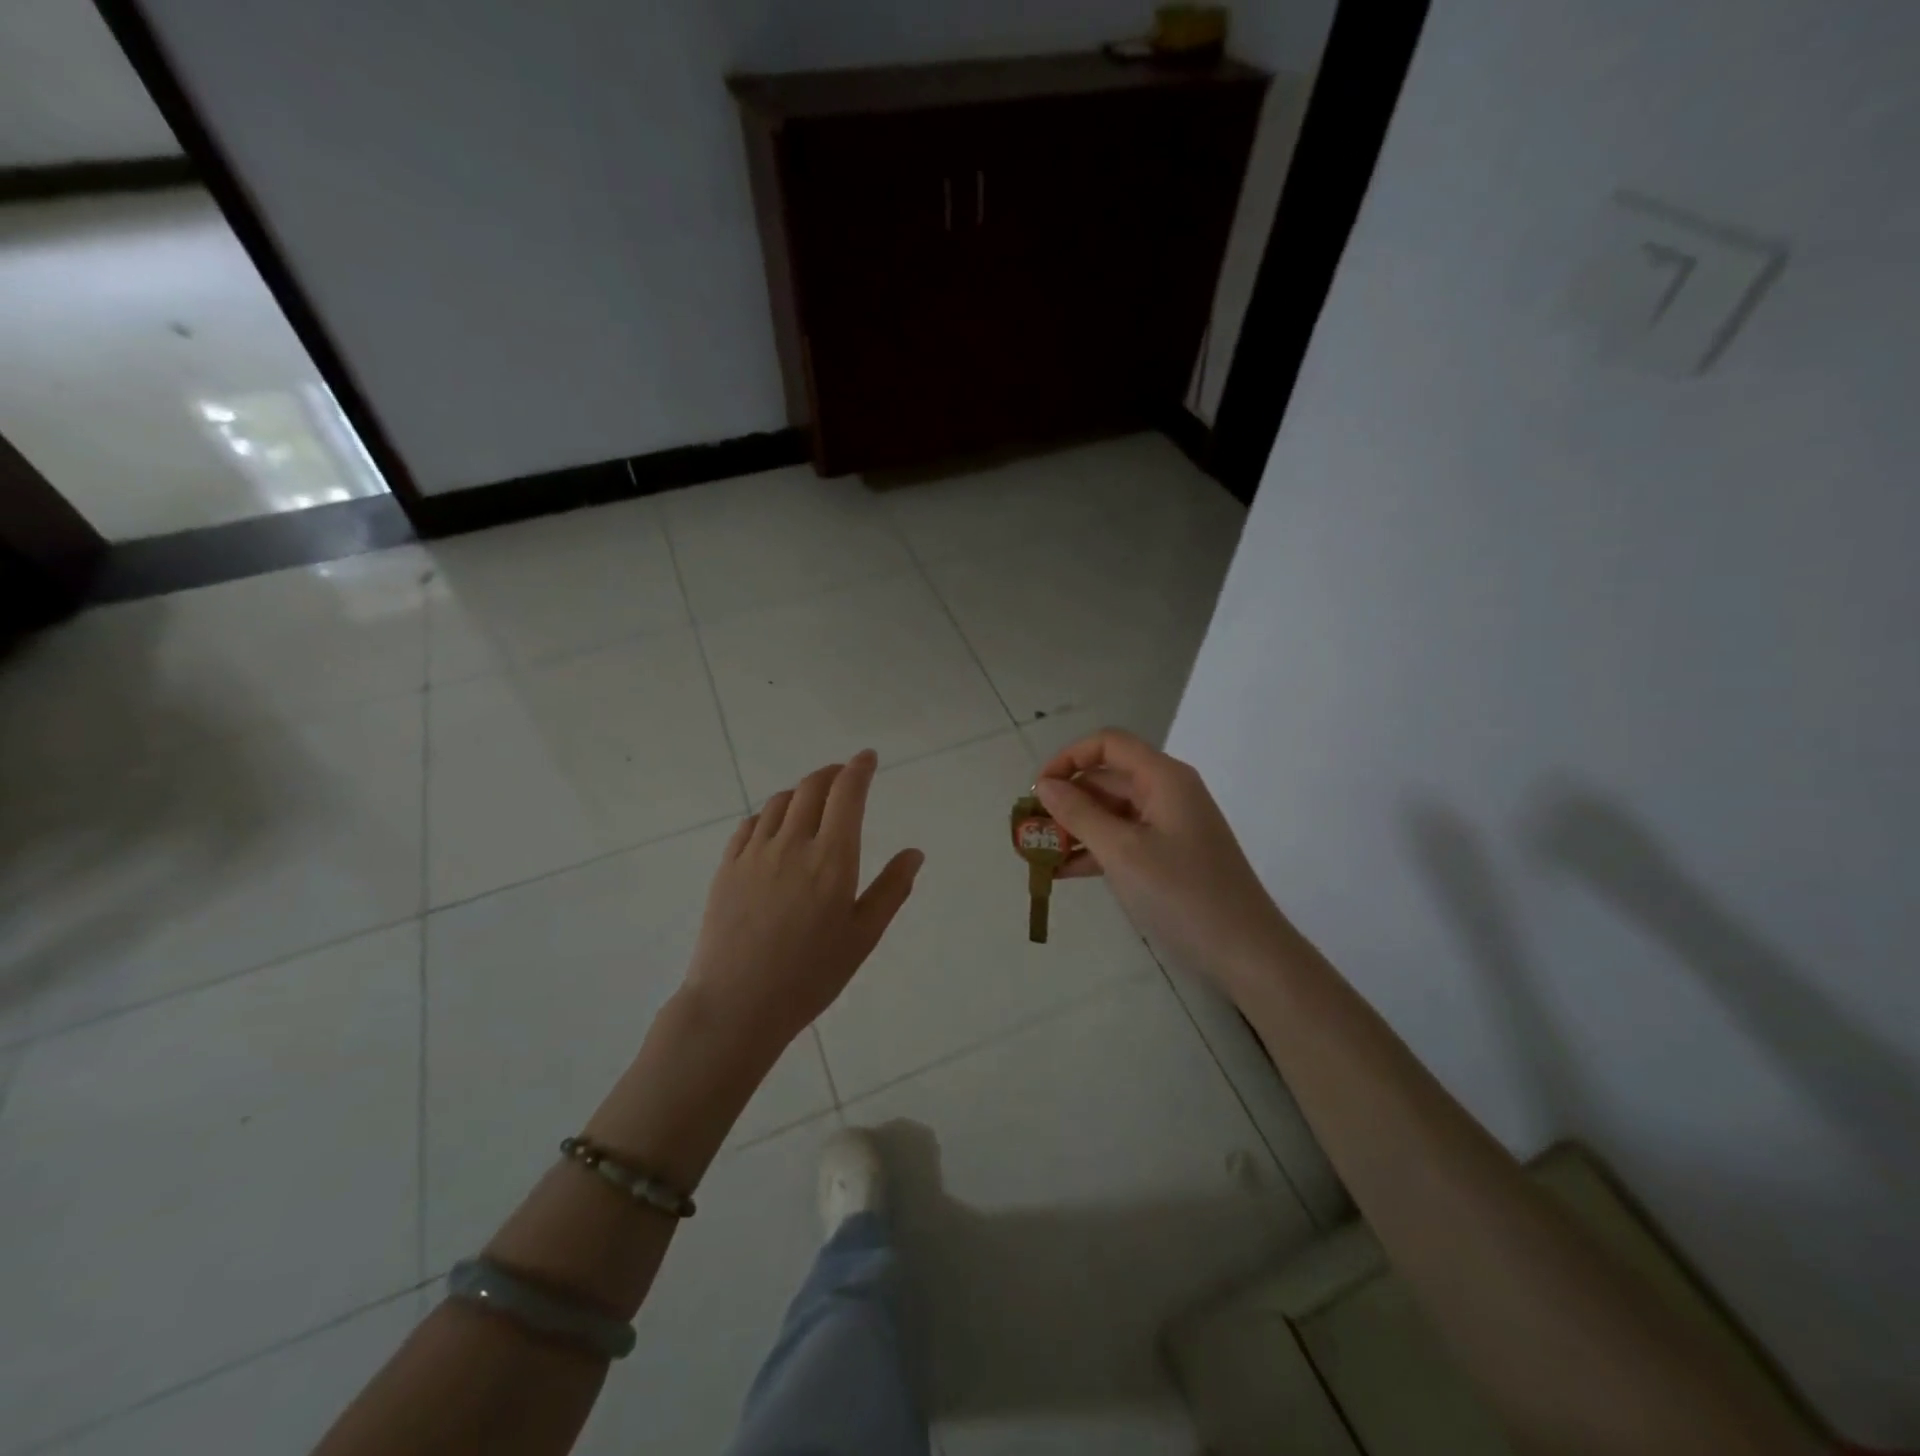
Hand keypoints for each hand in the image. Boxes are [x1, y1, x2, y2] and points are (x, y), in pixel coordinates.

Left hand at [682, 750, 922, 1059]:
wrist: (737, 1004)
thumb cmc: (810, 975)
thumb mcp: (863, 937)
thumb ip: (891, 890)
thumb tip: (914, 853)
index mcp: (832, 858)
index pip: (847, 794)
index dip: (859, 769)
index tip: (868, 758)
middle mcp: (792, 844)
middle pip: (811, 788)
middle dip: (831, 773)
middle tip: (843, 774)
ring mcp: (754, 853)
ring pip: (779, 802)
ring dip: (801, 791)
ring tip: (812, 800)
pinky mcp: (727, 867)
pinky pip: (750, 824)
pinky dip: (769, 814)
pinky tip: (774, 827)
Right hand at [1035, 730, 1287, 997]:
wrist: (1246, 952)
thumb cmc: (1183, 894)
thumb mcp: (1122, 852)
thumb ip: (1079, 814)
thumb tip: (1045, 787)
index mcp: (1163, 778)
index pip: (1108, 744)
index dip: (1069, 758)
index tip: (1039, 791)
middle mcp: (1168, 792)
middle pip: (1108, 778)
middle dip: (1067, 798)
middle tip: (1031, 830)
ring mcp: (1171, 825)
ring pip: (1113, 811)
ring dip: (1076, 827)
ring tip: (1040, 854)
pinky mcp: (1170, 854)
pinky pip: (1124, 839)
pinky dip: (1095, 849)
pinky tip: (1064, 873)